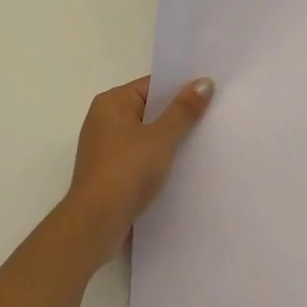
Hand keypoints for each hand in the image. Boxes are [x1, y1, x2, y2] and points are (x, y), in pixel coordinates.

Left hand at [67, 75, 213, 258]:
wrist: (95, 225)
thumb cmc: (127, 171)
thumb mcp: (162, 137)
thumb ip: (184, 109)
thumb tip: (204, 81)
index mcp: (111, 103)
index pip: (152, 86)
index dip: (181, 89)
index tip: (209, 93)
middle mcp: (103, 120)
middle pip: (149, 110)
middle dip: (177, 115)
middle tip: (211, 115)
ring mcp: (105, 149)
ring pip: (146, 135)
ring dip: (168, 140)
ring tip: (201, 141)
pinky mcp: (109, 173)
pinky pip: (140, 156)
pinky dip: (157, 159)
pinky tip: (180, 166)